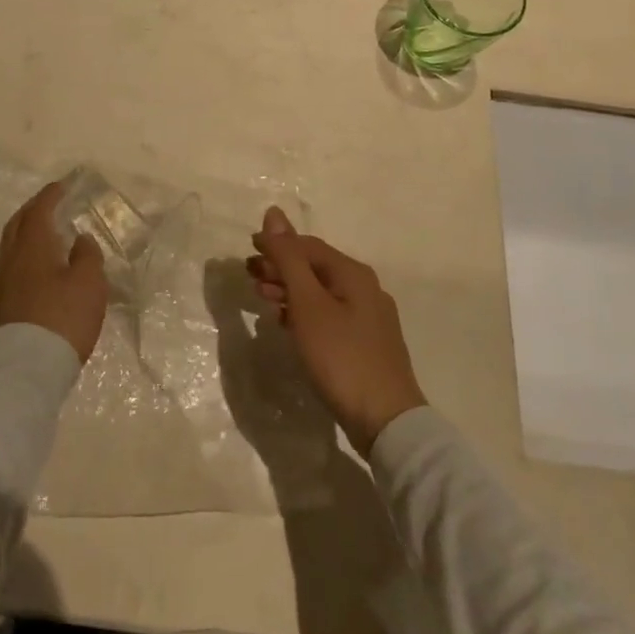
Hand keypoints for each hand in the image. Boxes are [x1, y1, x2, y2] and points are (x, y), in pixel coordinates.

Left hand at [0, 182, 107, 365]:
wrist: (23, 370)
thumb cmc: (62, 318)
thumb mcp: (89, 284)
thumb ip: (87, 256)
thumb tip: (79, 238)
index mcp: (32, 246)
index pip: (39, 211)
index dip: (50, 196)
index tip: (61, 186)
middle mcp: (10, 259)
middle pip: (18, 225)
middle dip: (33, 210)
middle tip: (48, 204)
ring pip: (10, 247)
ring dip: (25, 234)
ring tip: (42, 234)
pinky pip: (9, 267)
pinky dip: (22, 256)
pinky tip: (33, 268)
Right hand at [248, 208, 427, 455]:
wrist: (386, 421)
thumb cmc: (341, 356)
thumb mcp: (307, 304)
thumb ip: (289, 258)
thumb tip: (273, 212)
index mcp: (353, 273)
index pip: (308, 246)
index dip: (277, 244)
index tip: (248, 249)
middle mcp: (365, 288)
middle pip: (315, 267)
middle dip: (280, 267)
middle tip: (249, 275)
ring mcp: (368, 317)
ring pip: (320, 292)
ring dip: (289, 290)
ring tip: (261, 297)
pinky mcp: (366, 343)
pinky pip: (328, 315)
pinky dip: (303, 312)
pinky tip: (286, 323)